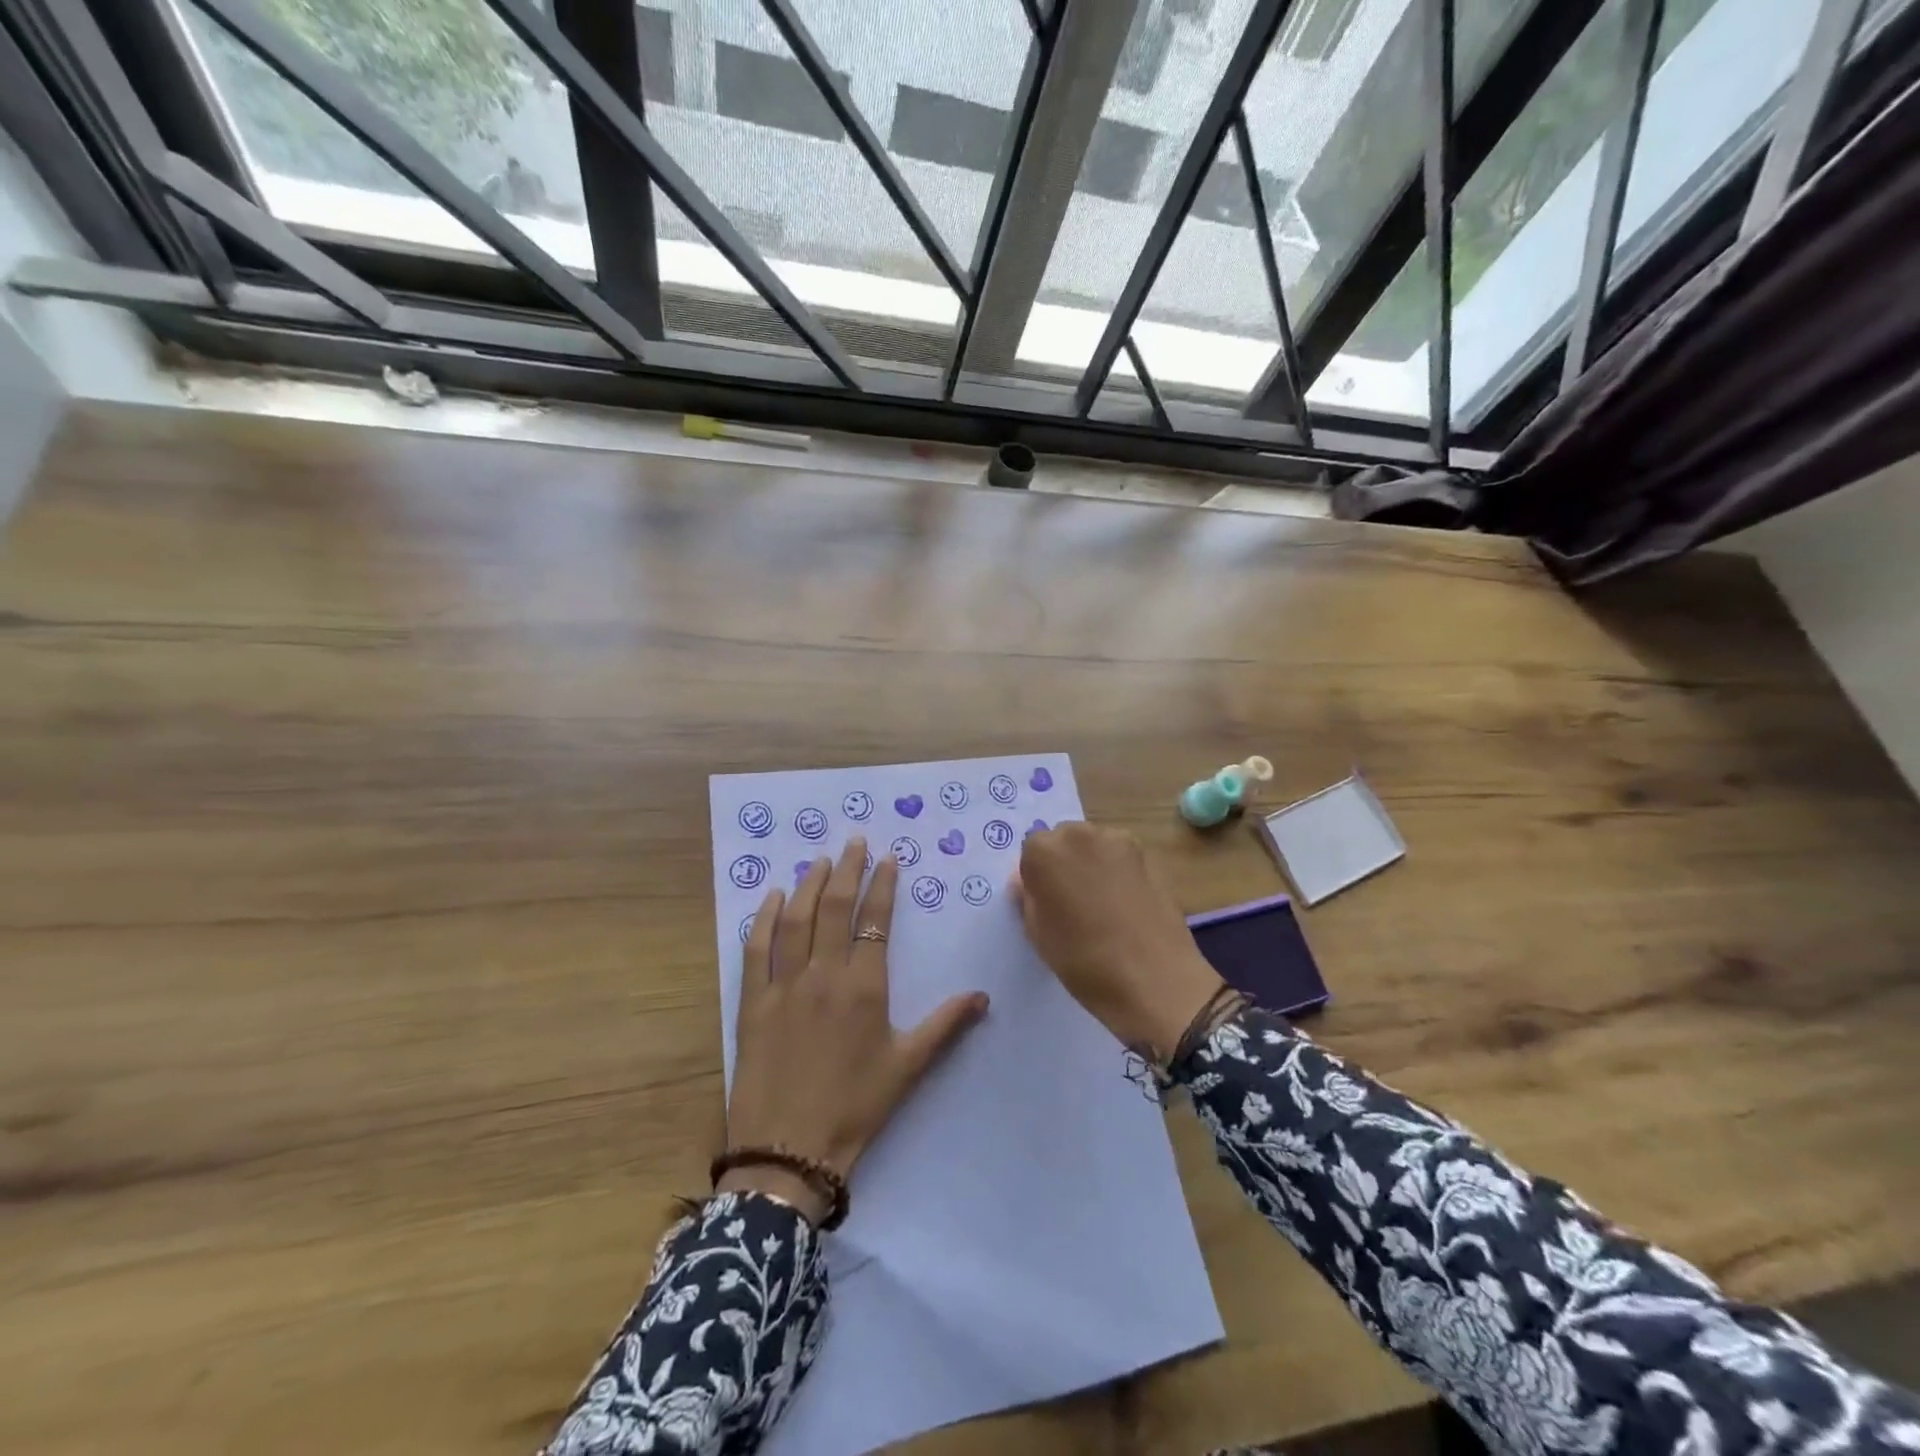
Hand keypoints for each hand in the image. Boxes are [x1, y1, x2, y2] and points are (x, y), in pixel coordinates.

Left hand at [723, 838, 989, 1223]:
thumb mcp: (908, 1067)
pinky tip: (770, 897)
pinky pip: (755, 949)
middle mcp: (823, 975)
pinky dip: (763, 918)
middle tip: (855, 842)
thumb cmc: (854, 1107)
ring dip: (808, 884)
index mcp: (864, 987)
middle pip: (834, 908)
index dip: (882, 886)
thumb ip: (945, 1025)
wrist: (789, 1150)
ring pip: (795, 919)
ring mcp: (783, 985)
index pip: (874, 921)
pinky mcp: (752, 1002)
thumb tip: (983, 996)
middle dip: (847, 870)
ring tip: (820, 860)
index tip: (887, 859)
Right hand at [1012, 822, 1222, 1060]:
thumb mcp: (1038, 935)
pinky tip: (1126, 905)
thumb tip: (1026, 880)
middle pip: (1064, 840)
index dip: (1037, 877)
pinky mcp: (1150, 855)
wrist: (1155, 980)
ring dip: (1092, 864)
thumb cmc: (1084, 961)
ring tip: (1103, 905)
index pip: (1031, 851)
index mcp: (1045, 850)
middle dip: (1064, 863)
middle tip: (1073, 903)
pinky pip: (1121, 857)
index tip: (1047, 904)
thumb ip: (1028, 898)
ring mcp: (1120, 841)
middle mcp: (1081, 834)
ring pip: (1094, 846)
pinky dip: (1119, 872)